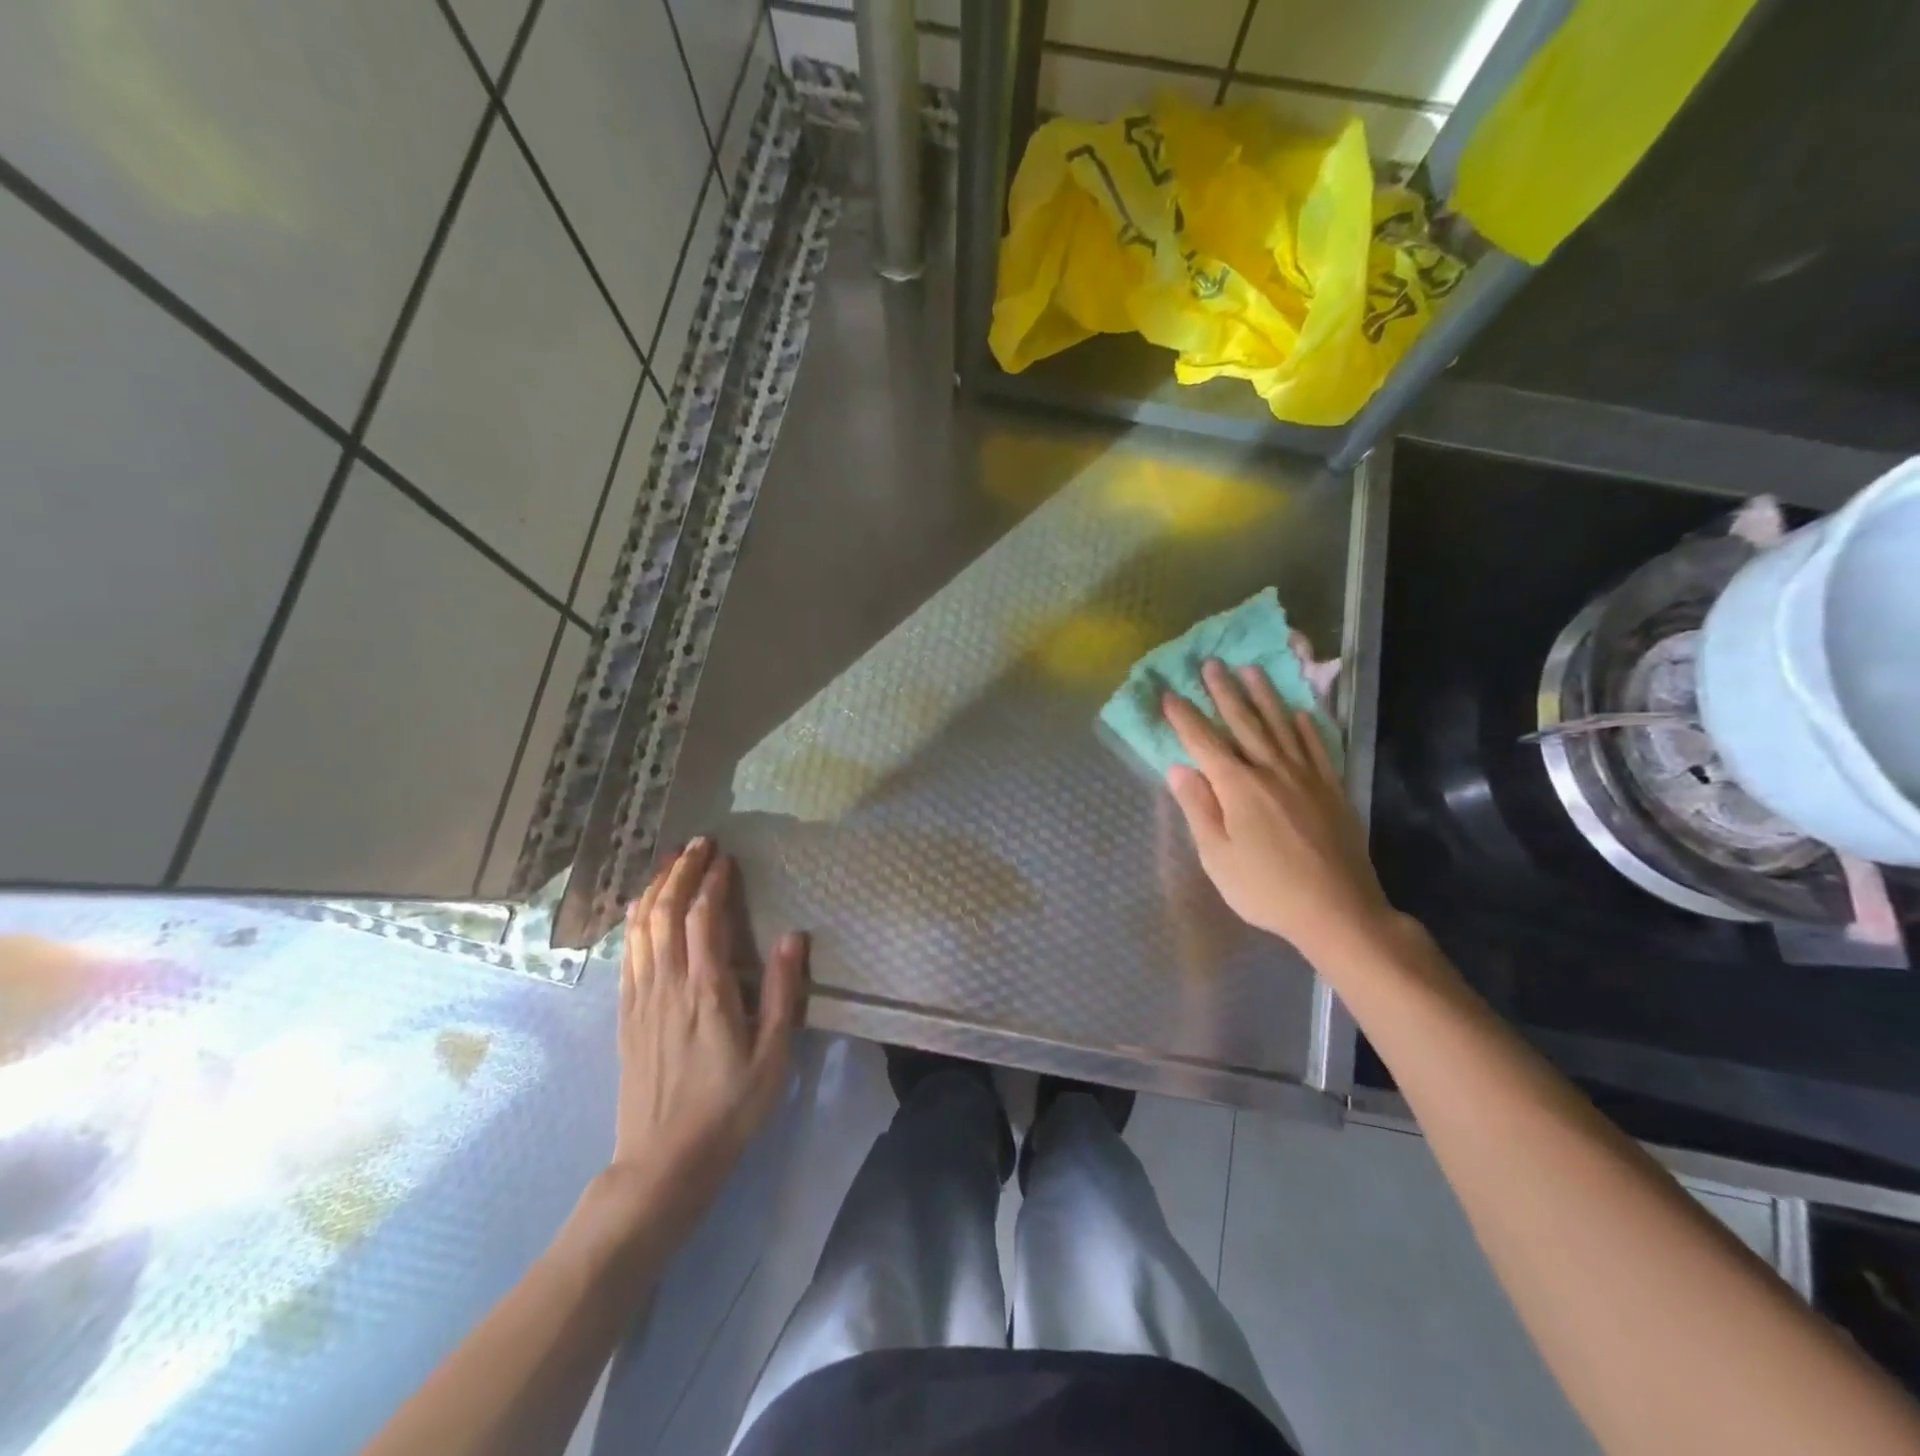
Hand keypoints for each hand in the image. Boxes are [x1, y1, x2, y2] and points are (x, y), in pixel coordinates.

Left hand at [604, 838, 808, 1243]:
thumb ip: (784, 993)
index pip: (705, 918)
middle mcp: (668, 984)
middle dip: (679, 872)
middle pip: (665, 912)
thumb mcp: (773, 1056)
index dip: (713, 882)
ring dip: (654, 889)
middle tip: (697, 844)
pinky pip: (626, 953)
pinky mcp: (625, 1015)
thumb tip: (794, 936)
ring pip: (640, 927)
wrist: (663, 1162)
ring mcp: (640, 998)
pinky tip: (642, 911)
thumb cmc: (729, 1108)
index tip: (725, 857)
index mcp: (707, 991)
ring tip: (669, 864)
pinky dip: (634, 921)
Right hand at [1162, 660, 1397, 966]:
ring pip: (1281, 726)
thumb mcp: (1217, 856)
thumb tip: (1178, 768)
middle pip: (1243, 723)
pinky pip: (1317, 748)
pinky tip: (1300, 713)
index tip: (1169, 693)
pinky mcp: (1331, 789)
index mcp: (1238, 787)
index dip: (1184, 717)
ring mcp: (1306, 777)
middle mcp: (1271, 771)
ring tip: (1252, 670)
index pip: (1204, 742)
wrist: (1338, 910)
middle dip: (1224, 692)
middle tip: (1212, 664)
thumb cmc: (1266, 888)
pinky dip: (1306, 727)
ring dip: (1264, 696)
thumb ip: (1198, 808)